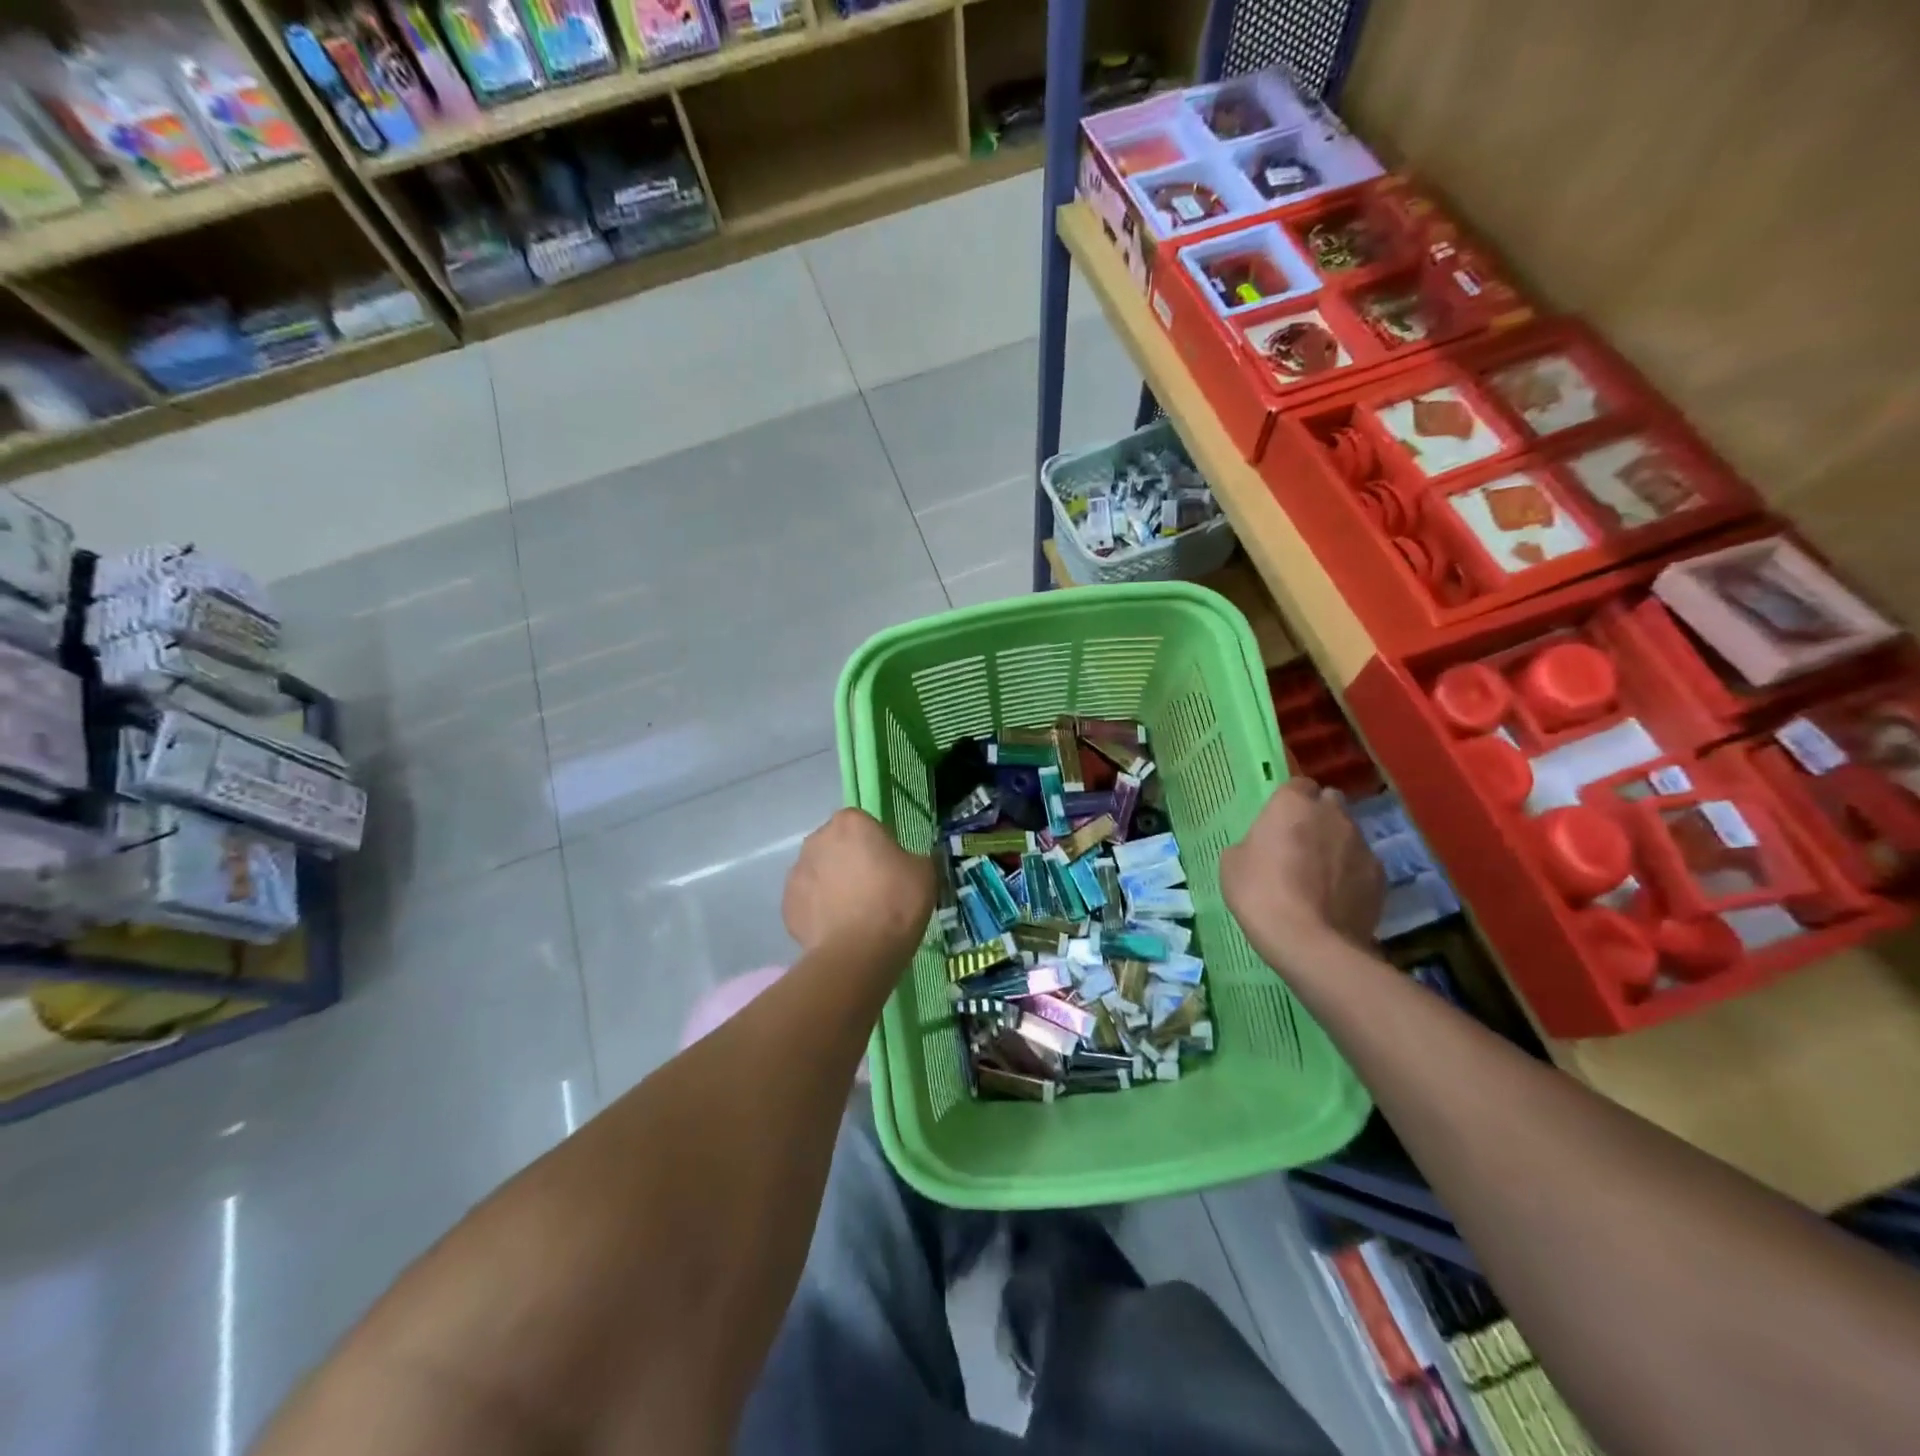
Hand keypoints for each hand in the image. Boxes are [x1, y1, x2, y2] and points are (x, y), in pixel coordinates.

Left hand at [783, 809, 935, 959]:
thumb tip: (908, 863)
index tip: (890, 868)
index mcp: (850, 822)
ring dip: (833, 886)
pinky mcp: (786, 905)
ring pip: (819, 873)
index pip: (864, 824)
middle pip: (837, 846)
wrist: (858, 954)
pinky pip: (808, 902)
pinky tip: (838, 931)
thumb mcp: (925, 873)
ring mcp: (796, 872)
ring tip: (854, 916)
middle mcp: (817, 839)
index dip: (878, 845)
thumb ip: (914, 858)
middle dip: (850, 862)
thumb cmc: (895, 903)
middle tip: (873, 891)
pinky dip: (819, 912)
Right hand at [1221, 778, 1383, 971]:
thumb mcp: (1233, 863)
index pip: (1297, 785)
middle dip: (1318, 816)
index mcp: (1293, 804)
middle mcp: (1333, 814)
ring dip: (1336, 846)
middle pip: (1329, 803)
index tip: (1278, 822)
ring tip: (1319, 877)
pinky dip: (1351, 875)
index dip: (1289, 802)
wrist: (1310, 942)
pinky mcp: (1381, 876)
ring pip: (1349, 834)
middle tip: (1299, 844)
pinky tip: (1336, 898)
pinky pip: (1362, 865)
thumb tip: (1264, 848)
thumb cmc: (1261, 893)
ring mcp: (1362, 844)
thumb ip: (1252, 843)